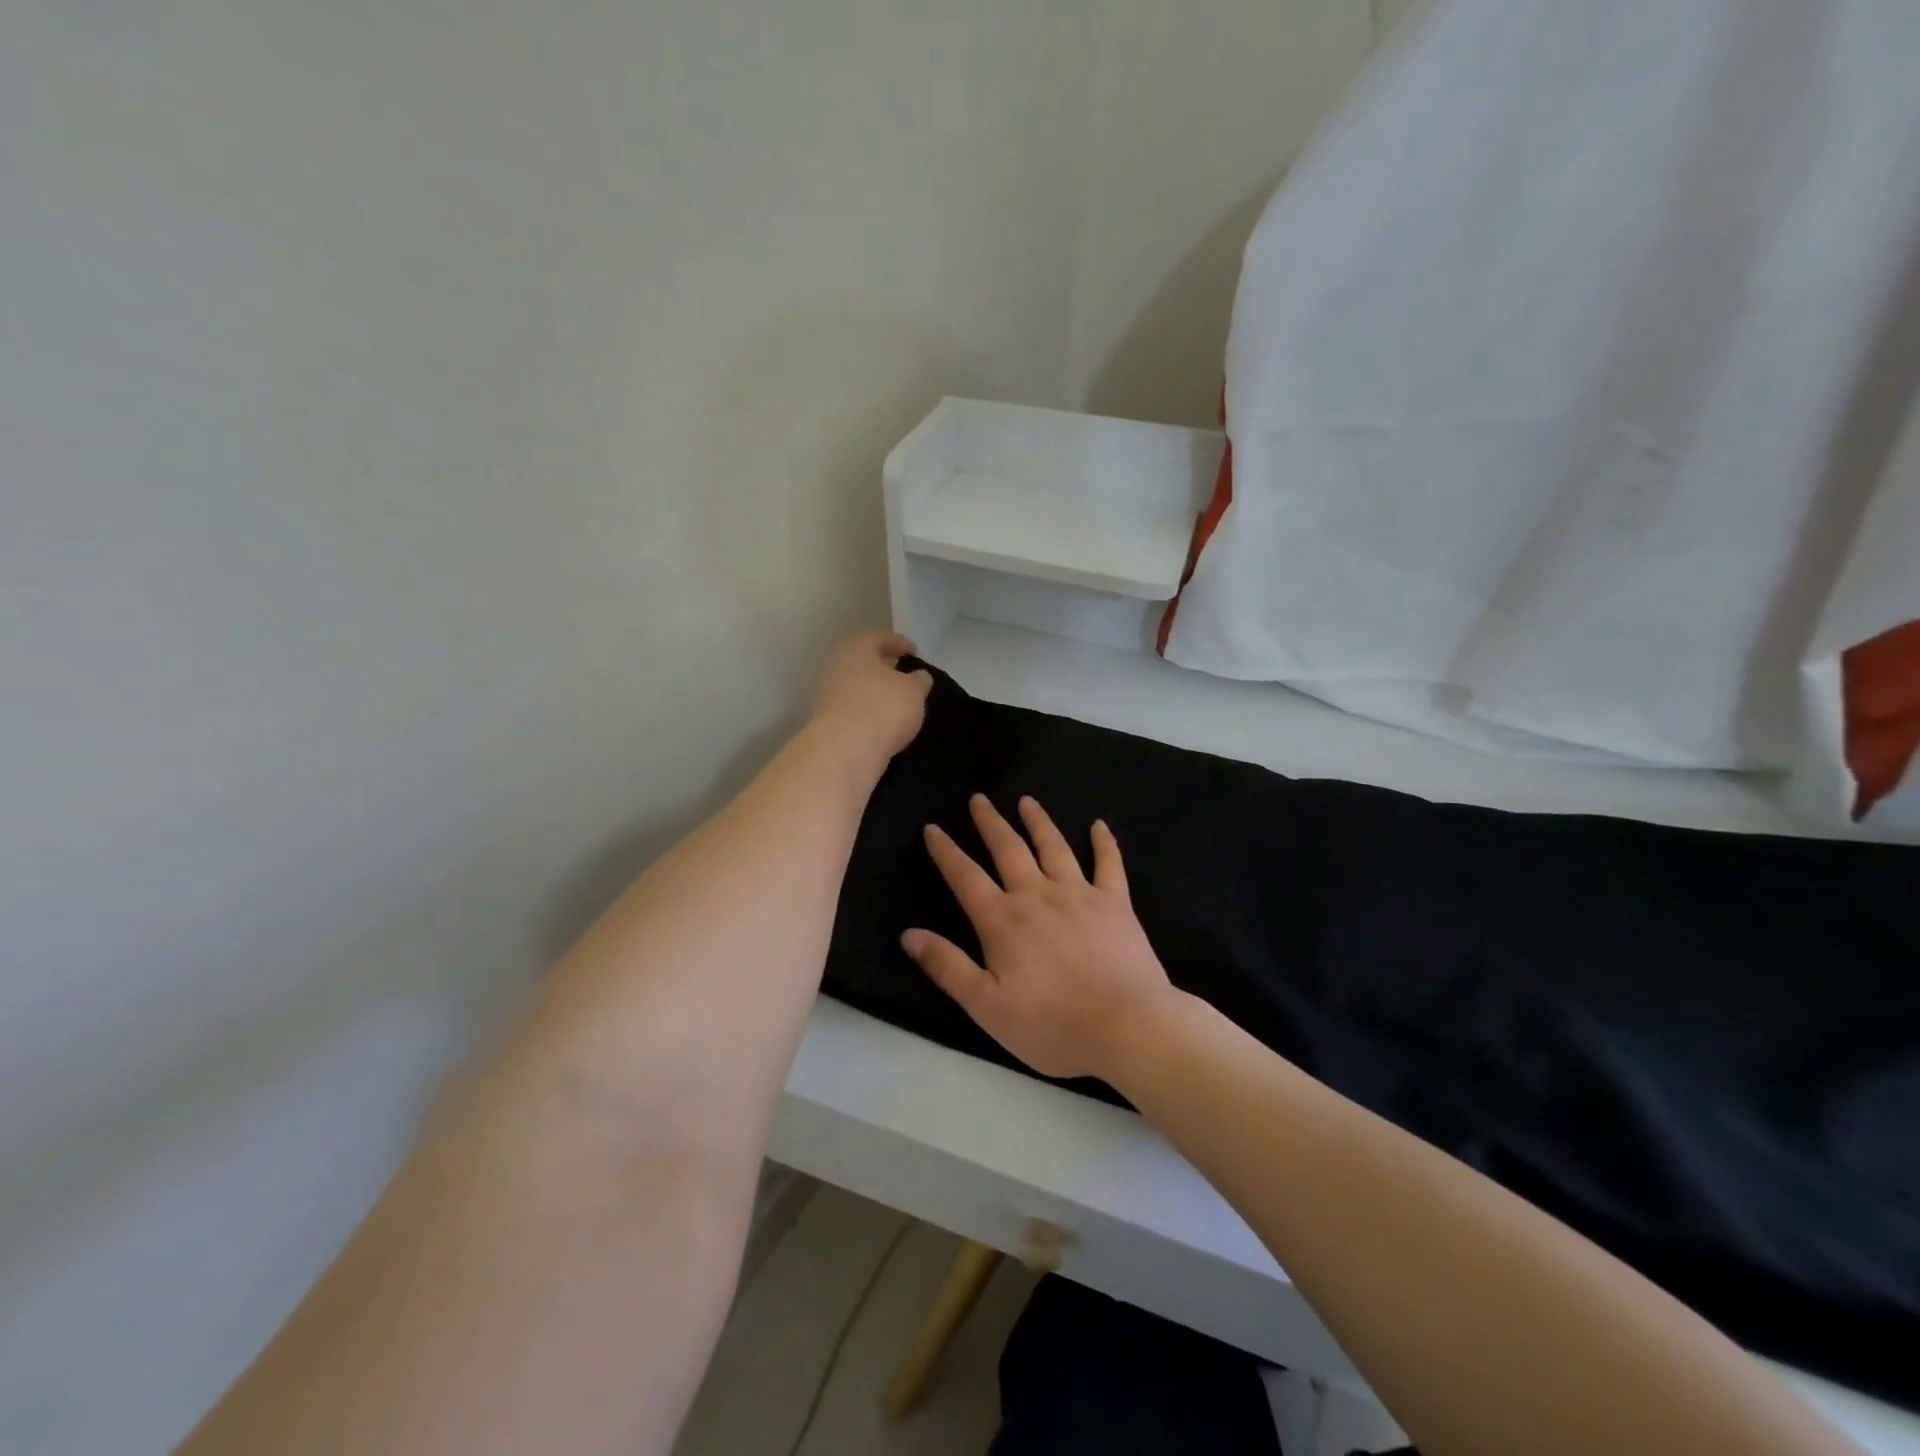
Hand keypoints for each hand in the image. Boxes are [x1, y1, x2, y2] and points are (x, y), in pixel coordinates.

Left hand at [809, 630, 932, 764]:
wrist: (844, 751)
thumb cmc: (882, 708)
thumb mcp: (914, 691)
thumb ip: (919, 681)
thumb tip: (919, 676)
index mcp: (856, 648)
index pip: (879, 638)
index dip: (900, 644)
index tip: (915, 652)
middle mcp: (835, 666)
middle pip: (863, 662)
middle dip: (883, 668)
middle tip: (904, 676)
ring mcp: (826, 695)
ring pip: (856, 687)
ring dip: (874, 692)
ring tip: (897, 702)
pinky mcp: (826, 722)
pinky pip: (852, 710)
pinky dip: (867, 713)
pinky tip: (883, 723)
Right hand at [901, 794, 1176, 1081]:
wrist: (1126, 1026)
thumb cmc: (1051, 1024)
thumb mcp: (986, 1006)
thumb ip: (947, 966)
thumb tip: (908, 934)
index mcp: (1002, 920)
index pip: (965, 877)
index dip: (946, 851)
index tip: (933, 827)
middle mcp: (1037, 895)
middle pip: (1008, 849)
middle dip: (990, 823)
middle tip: (979, 799)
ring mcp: (1079, 894)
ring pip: (1053, 847)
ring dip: (1038, 822)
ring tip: (1027, 801)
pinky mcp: (1115, 903)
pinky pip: (1109, 864)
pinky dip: (1103, 842)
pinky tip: (1099, 825)